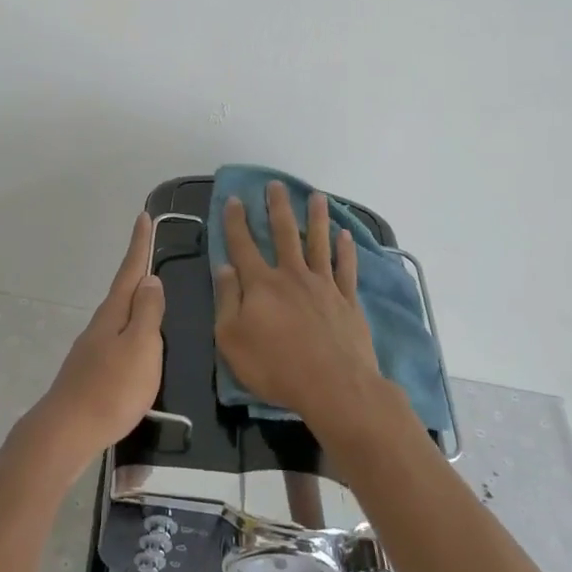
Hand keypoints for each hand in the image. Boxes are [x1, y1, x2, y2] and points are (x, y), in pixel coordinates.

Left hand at [27, 213, 164, 477]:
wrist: (67, 432)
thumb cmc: (111, 388)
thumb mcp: (141, 347)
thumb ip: (148, 313)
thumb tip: (150, 279)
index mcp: (114, 313)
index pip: (130, 271)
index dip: (139, 244)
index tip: (143, 216)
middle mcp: (100, 325)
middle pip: (123, 291)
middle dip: (137, 270)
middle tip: (151, 251)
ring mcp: (92, 349)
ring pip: (119, 316)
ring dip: (135, 302)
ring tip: (151, 296)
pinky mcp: (90, 373)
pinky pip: (116, 340)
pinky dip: (130, 331)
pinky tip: (136, 345)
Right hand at [215, 181, 382, 436]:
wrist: (334, 386)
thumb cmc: (275, 367)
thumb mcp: (232, 339)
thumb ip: (227, 300)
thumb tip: (224, 267)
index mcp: (260, 284)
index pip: (243, 245)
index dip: (236, 221)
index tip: (235, 199)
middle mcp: (292, 276)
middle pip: (283, 233)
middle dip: (277, 207)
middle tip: (276, 185)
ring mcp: (323, 286)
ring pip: (318, 242)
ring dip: (316, 217)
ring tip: (317, 196)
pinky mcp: (347, 301)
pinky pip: (346, 268)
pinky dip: (345, 250)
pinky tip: (345, 236)